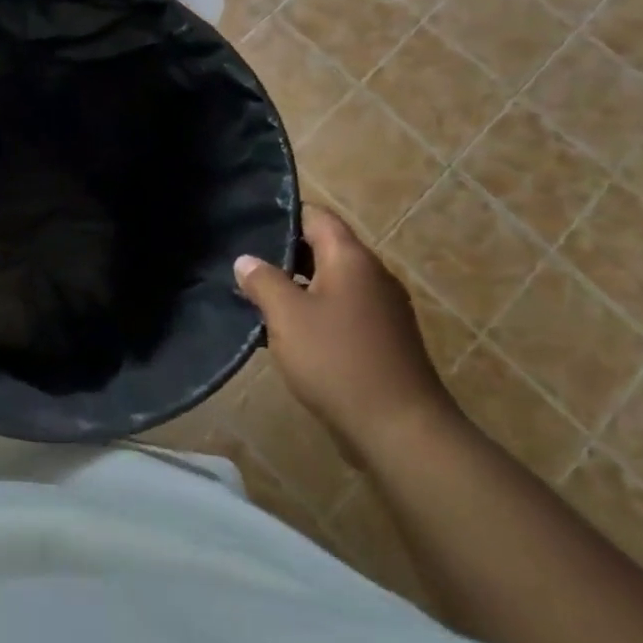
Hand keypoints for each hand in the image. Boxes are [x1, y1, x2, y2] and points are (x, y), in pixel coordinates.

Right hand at [233, 206, 461, 462]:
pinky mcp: (383, 338)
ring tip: (257, 296)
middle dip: (283, 253)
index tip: (248, 223)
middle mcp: (372, 275)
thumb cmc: (337, 360)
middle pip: (324, 247)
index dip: (283, 214)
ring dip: (297, 285)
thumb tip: (246, 260)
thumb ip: (262, 281)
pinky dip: (314, 310)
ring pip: (331, 281)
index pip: (317, 216)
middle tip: (243, 262)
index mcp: (352, 259)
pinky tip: (287, 330)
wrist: (400, 428)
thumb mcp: (286, 315)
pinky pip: (342, 309)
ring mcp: (382, 308)